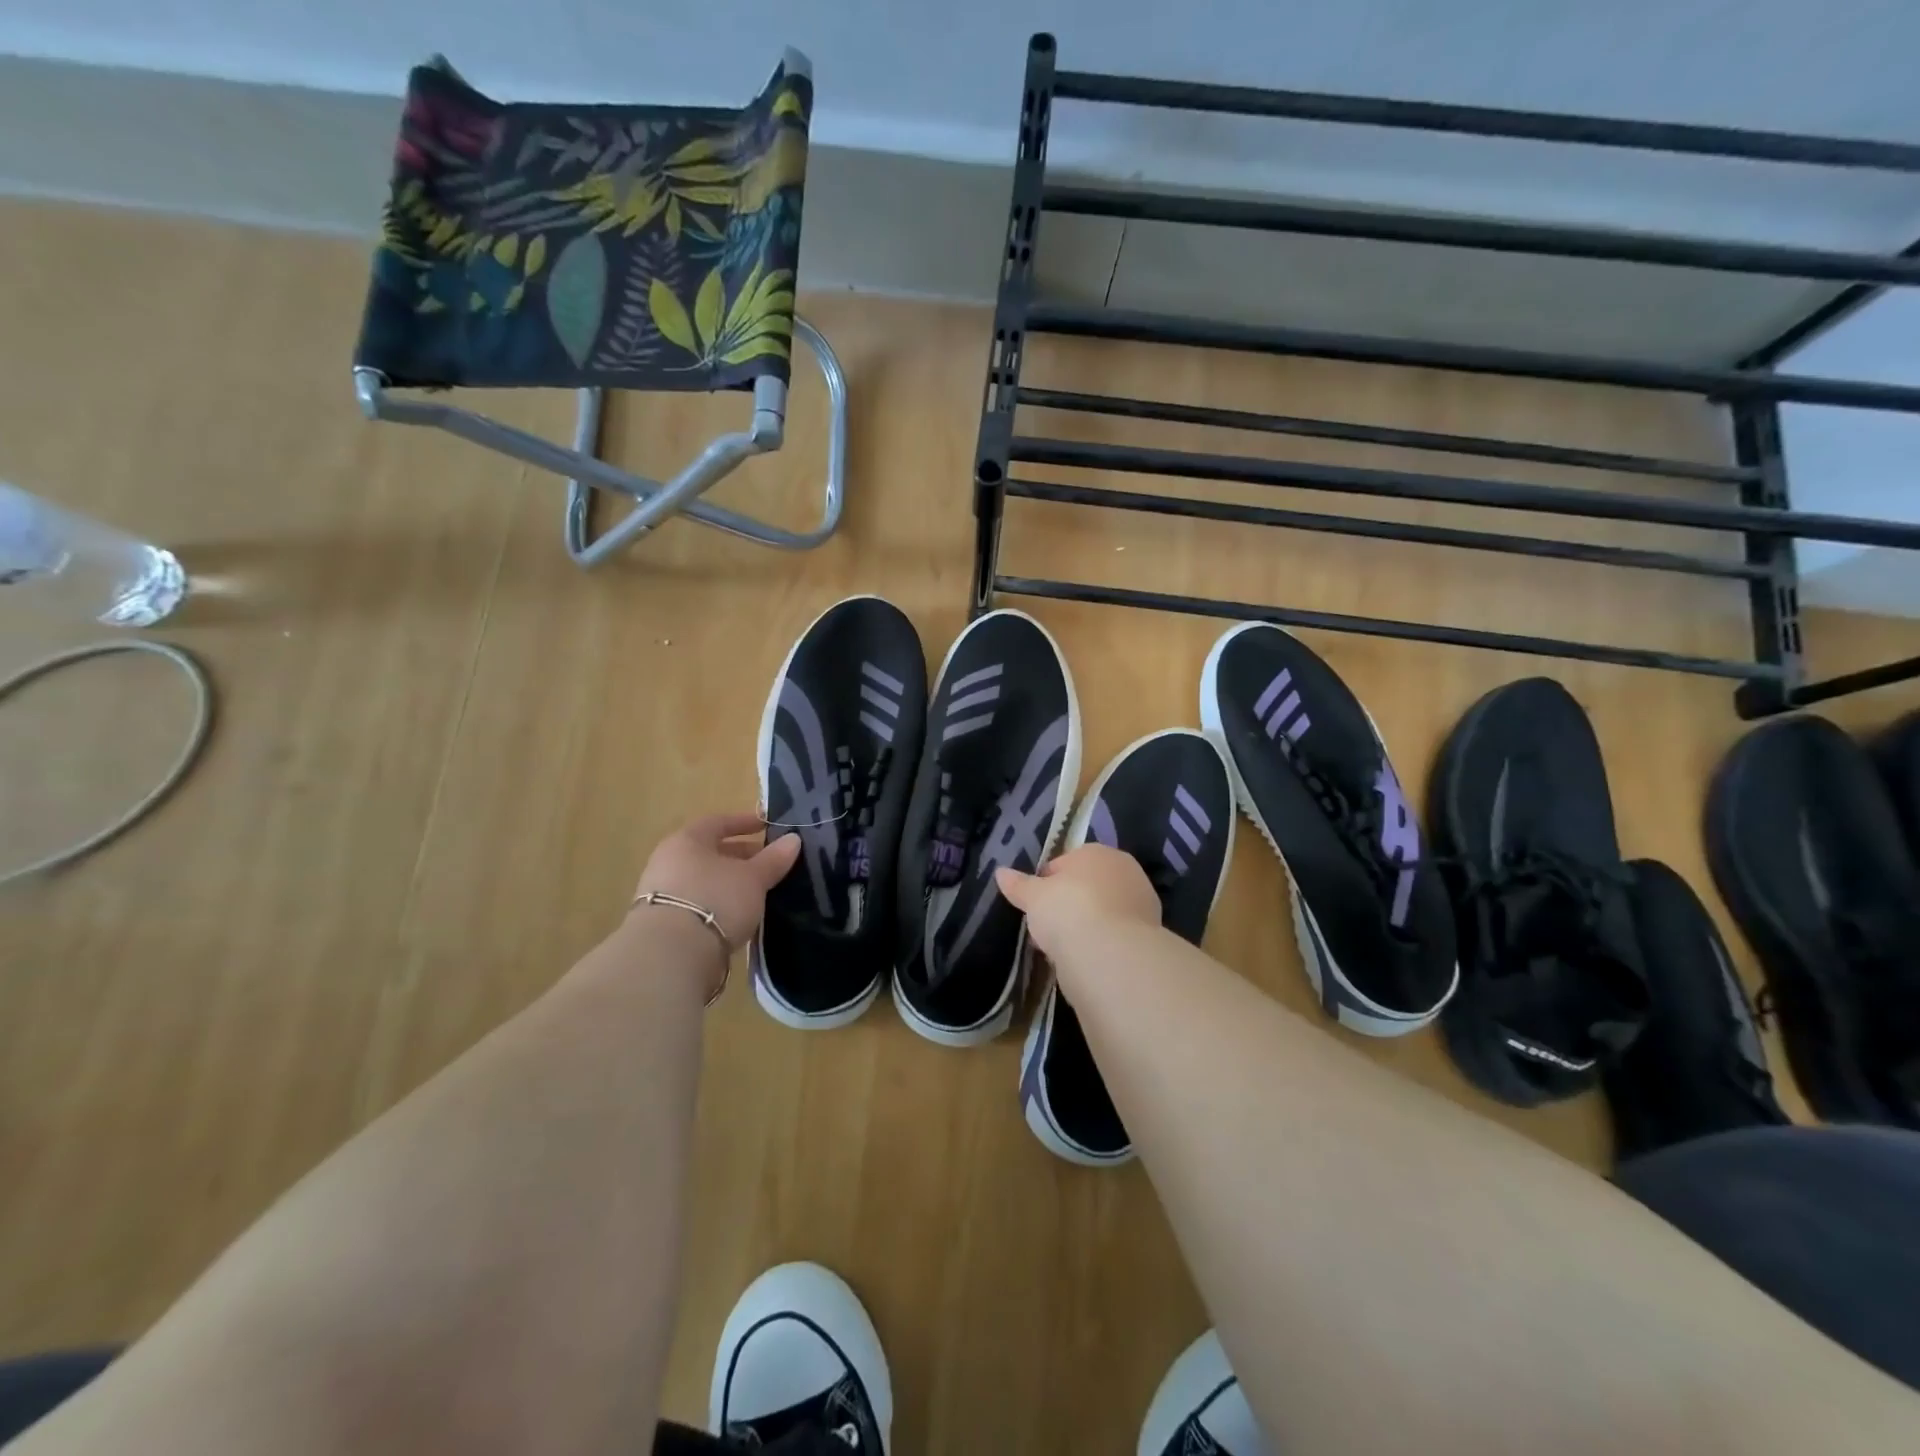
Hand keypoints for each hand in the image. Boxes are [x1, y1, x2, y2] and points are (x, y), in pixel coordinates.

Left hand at [633, 812, 800, 949]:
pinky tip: (736, 915)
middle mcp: (668, 861)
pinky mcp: (662, 923)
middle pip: (708, 852)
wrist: (671, 954)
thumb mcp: (753, 878)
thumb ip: (773, 859)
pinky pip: (696, 903)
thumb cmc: (715, 900)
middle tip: (767, 862)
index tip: (765, 826)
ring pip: (702, 879)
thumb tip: (794, 839)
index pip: (717, 822)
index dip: (743, 822)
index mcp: (686, 841)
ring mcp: (660, 893)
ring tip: (756, 891)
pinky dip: (717, 903)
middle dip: (739, 855)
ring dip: (728, 882)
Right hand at [995, 844, 1161, 959]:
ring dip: (1085, 926)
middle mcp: (1125, 870)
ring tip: (1061, 949)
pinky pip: (1114, 936)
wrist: (1110, 953)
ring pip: (1102, 912)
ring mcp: (1141, 902)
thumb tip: (1000, 872)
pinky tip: (1083, 960)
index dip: (1047, 883)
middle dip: (1068, 905)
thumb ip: (1018, 885)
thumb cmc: (1067, 910)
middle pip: (1088, 887)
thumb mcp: (1034, 897)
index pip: (1066, 862)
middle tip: (1047, 928)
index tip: (1035, 905)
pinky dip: (1100, 944)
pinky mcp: (1149, 934)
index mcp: (1097, 852)